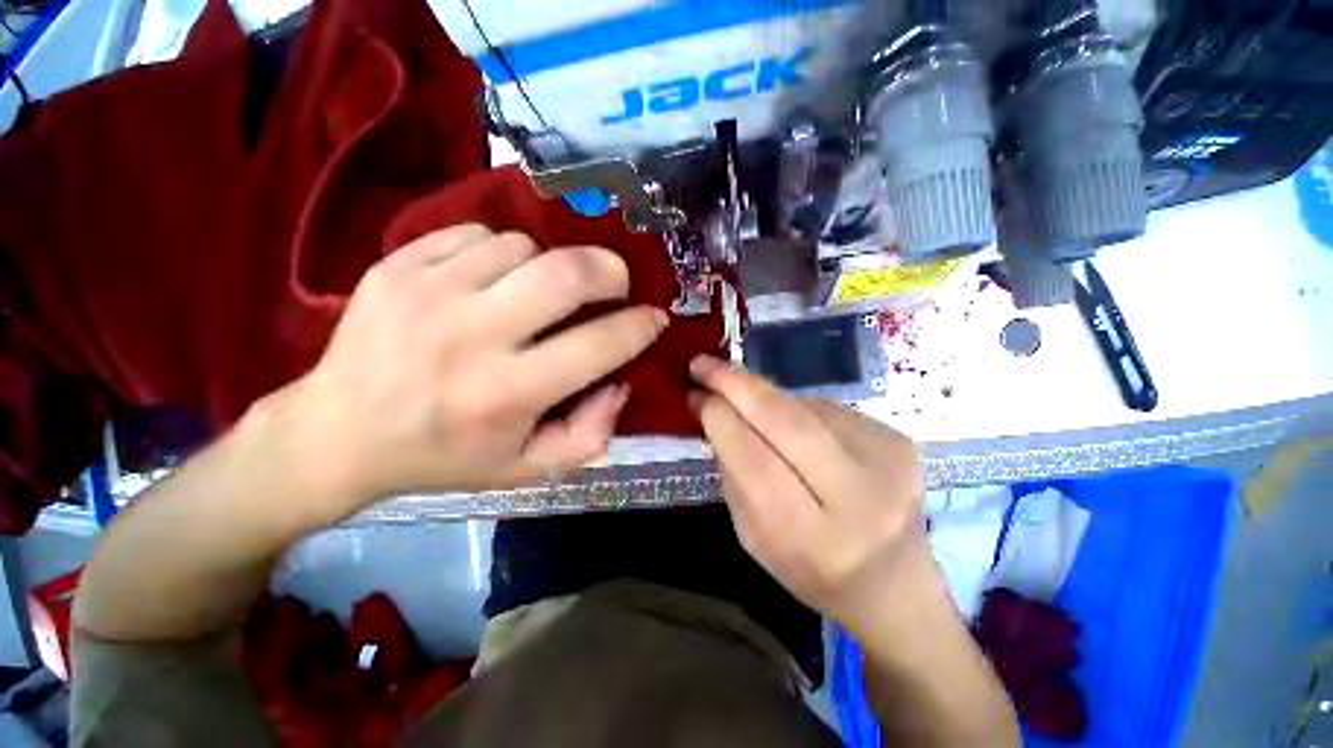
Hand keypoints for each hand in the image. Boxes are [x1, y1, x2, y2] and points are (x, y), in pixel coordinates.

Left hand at [279, 224, 668, 520]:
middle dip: (610, 271)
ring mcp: (429, 291)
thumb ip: (591, 434)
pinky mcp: (398, 264)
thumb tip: (621, 381)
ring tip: (539, 293)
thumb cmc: (446, 457)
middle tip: (616, 284)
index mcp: (507, 394)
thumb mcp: (529, 469)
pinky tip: (492, 281)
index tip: (654, 318)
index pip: (600, 343)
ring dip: (548, 266)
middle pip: (567, 273)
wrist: (337, 433)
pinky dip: (501, 253)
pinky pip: (478, 234)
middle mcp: (472, 336)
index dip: (641, 326)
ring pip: (524, 246)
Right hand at [689, 355, 927, 633]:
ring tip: (748, 406)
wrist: (895, 584)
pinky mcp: (898, 439)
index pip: (753, 459)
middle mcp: (857, 495)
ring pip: (804, 407)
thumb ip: (731, 473)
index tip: (694, 393)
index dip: (719, 418)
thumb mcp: (753, 536)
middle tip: (703, 364)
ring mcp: (887, 460)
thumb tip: (711, 410)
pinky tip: (795, 428)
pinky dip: (798, 411)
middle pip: (785, 420)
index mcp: (812, 536)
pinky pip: (827, 409)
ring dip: (766, 399)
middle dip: (736, 384)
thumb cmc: (811, 569)